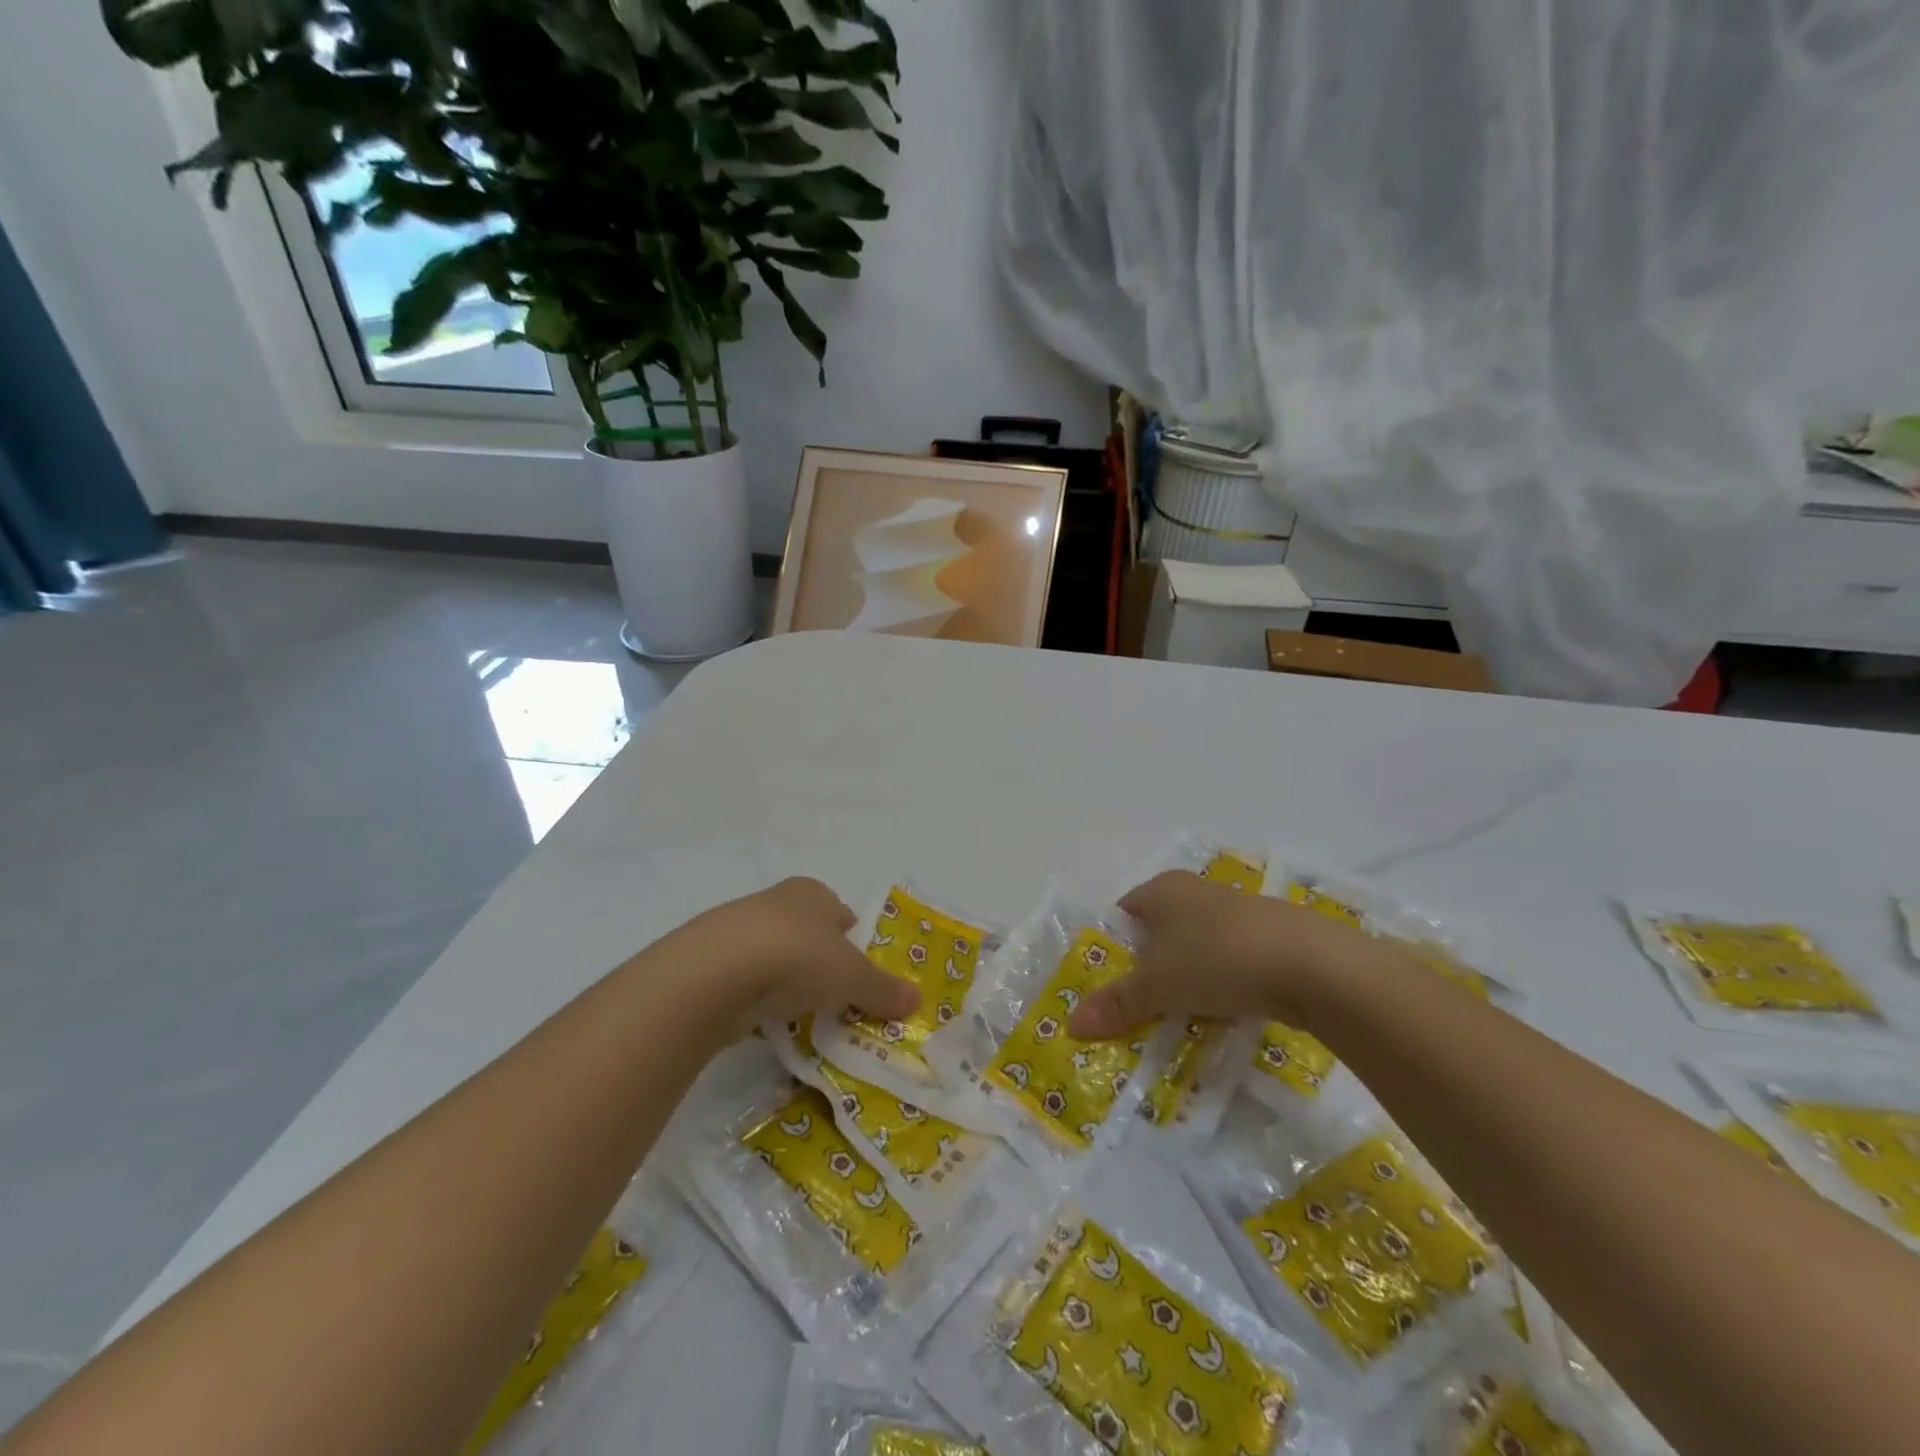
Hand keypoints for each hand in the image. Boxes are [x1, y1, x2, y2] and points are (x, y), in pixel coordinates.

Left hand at [668, 877, 919, 1037]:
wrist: (716, 972)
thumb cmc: (798, 956)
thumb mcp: (852, 976)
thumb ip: (882, 989)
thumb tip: (917, 1001)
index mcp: (813, 893)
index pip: (840, 915)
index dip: (853, 944)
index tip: (860, 978)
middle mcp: (776, 902)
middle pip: (808, 936)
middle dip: (821, 965)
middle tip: (836, 1001)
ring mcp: (739, 931)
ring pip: (775, 959)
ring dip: (787, 984)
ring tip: (802, 1017)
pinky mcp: (711, 963)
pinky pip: (746, 983)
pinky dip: (757, 1001)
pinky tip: (765, 1023)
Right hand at [1065, 870, 1370, 1038]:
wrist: (1310, 965)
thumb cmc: (1215, 959)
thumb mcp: (1156, 987)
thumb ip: (1116, 1004)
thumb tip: (1070, 1024)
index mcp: (1162, 889)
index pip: (1124, 912)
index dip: (1113, 947)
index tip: (1110, 984)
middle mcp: (1196, 891)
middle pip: (1160, 932)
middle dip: (1150, 968)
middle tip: (1141, 1007)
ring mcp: (1236, 912)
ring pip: (1197, 948)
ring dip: (1188, 980)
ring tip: (1182, 1017)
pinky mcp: (1269, 937)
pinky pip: (1231, 962)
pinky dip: (1223, 985)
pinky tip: (1226, 1013)